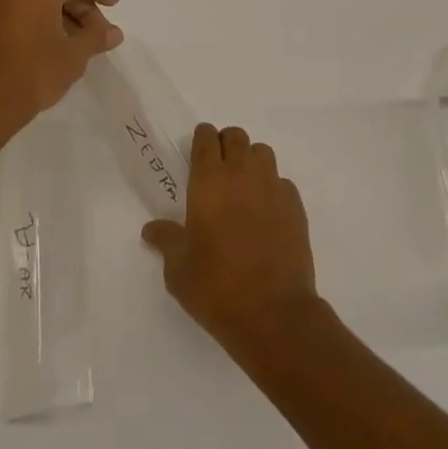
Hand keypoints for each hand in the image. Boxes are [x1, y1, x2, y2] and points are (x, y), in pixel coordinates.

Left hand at [0, 0, 122, 139]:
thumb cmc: (34, 72)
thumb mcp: (74, 55)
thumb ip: (97, 37)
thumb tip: (114, 32)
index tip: (116, 5)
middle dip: (84, 7)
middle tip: (101, 32)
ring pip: (42, 0)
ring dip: (66, 16)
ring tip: (83, 43)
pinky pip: (26, 12)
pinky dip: (46, 22)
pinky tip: (59, 45)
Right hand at [142, 124, 323, 358]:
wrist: (273, 312)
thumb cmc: (216, 288)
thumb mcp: (178, 269)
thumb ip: (167, 240)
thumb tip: (152, 229)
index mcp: (209, 182)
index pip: (206, 139)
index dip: (201, 139)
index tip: (197, 150)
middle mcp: (242, 174)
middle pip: (236, 137)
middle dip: (225, 144)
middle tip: (217, 168)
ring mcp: (273, 187)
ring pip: (262, 153)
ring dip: (250, 161)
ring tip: (242, 187)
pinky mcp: (295, 205)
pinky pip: (281, 181)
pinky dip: (271, 187)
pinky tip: (265, 212)